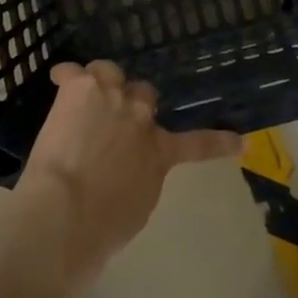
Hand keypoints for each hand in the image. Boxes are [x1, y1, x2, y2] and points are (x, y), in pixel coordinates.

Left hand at [16, 61, 240, 277]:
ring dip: (101, 83)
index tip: (239, 141)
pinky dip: (65, 76)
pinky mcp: (80, 88)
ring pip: (109, 72)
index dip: (220, 142)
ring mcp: (111, 96)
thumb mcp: (137, 206)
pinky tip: (58, 79)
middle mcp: (140, 116)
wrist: (66, 211)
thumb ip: (141, 178)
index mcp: (160, 152)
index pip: (199, 144)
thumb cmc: (102, 225)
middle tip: (115, 120)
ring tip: (87, 95)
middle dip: (132, 103)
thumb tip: (129, 169)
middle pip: (144, 93)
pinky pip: (73, 71)